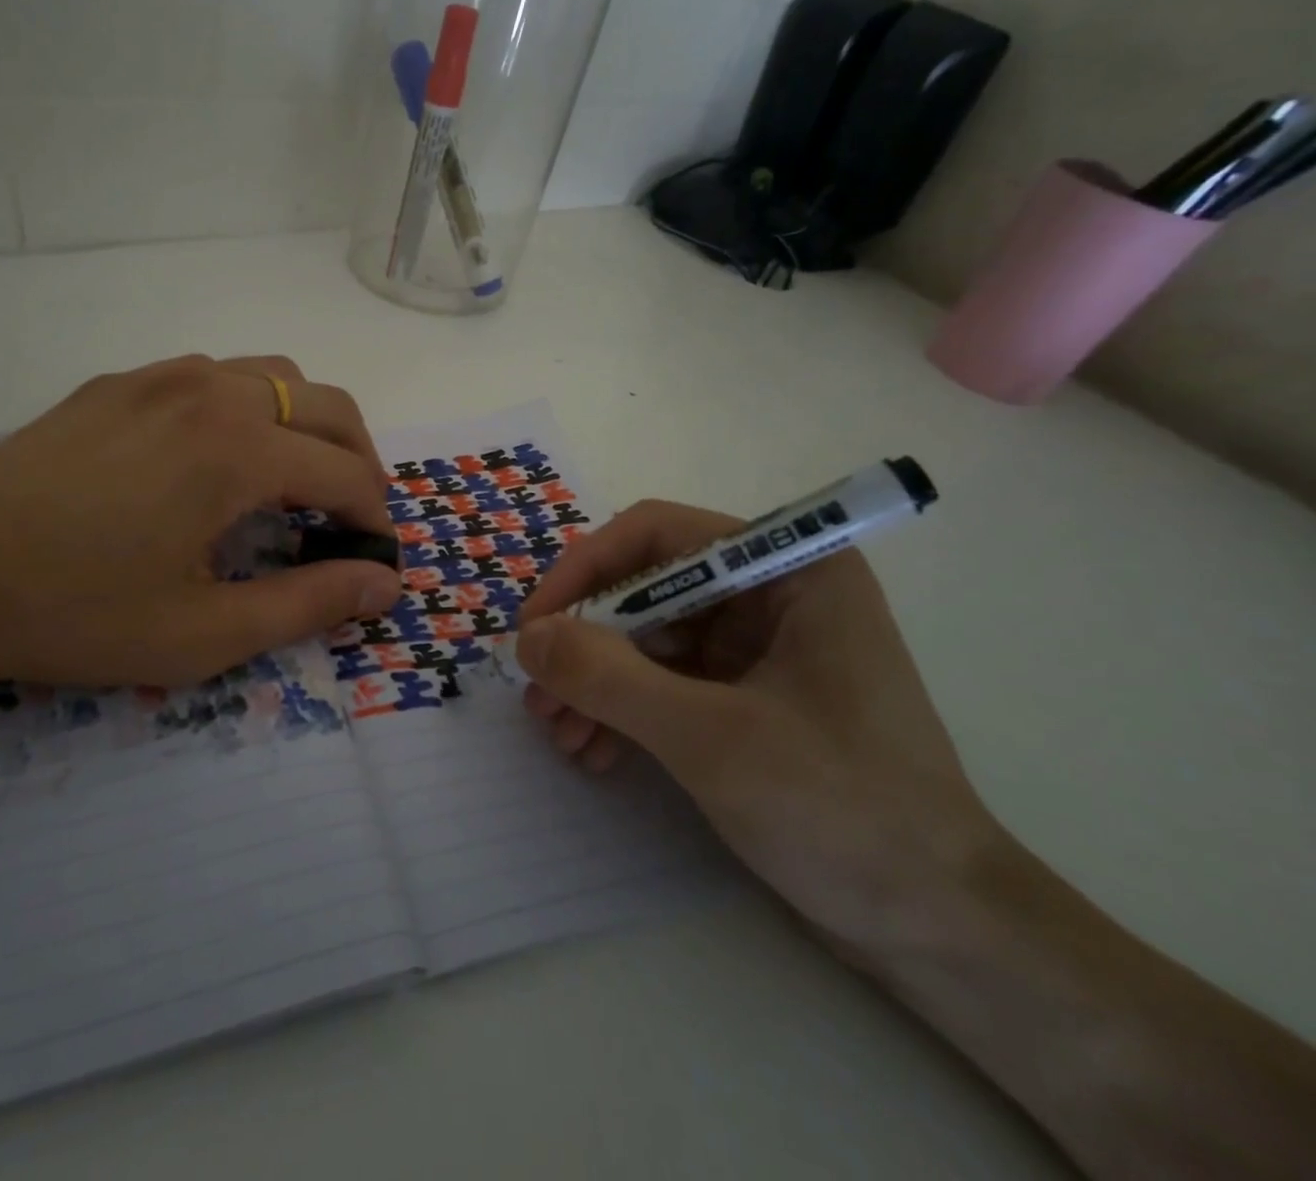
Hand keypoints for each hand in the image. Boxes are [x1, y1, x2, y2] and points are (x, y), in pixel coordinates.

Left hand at [0, 355, 402, 693]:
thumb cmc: (74, 613)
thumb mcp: (202, 634)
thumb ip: (307, 605)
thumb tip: (384, 583)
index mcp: (237, 449)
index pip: (345, 473)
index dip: (375, 518)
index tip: (376, 559)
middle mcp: (209, 391)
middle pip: (326, 405)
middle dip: (359, 460)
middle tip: (354, 517)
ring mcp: (158, 377)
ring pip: (272, 375)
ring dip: (306, 423)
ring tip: (297, 481)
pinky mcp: (117, 383)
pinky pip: (213, 375)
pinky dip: (249, 407)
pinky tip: (220, 457)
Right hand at [515, 500, 1003, 957]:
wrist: (942, 931)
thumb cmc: (843, 813)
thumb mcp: (710, 738)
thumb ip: (609, 678)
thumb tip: (526, 638)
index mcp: (789, 569)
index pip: (658, 535)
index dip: (585, 570)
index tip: (536, 627)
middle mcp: (771, 594)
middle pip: (645, 589)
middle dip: (585, 643)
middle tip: (538, 696)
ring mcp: (758, 648)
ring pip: (646, 639)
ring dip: (595, 682)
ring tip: (559, 735)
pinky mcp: (746, 696)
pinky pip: (663, 681)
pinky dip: (622, 710)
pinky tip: (595, 753)